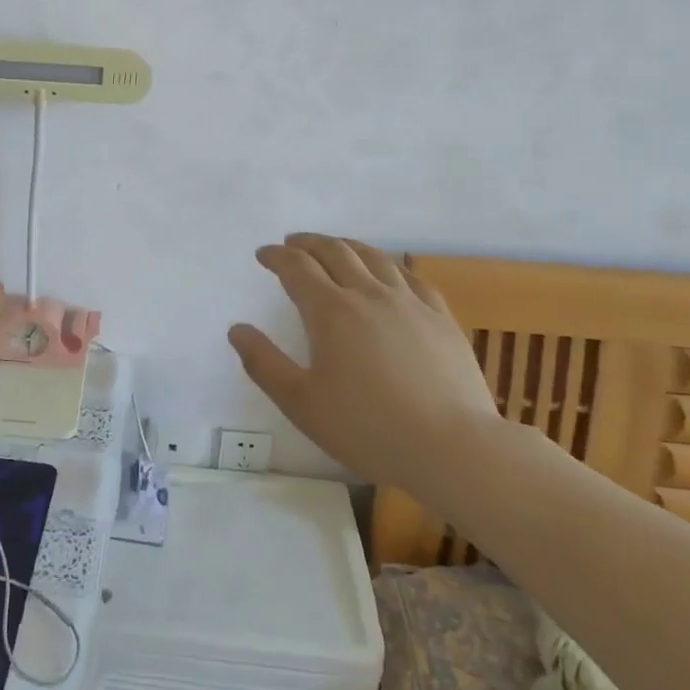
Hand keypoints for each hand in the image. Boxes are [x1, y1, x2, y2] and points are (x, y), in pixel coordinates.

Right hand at [229, 235, 497, 486]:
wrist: (452, 447)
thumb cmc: (368, 428)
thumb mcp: (301, 403)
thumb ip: (264, 363)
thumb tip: (237, 329)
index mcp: (330, 311)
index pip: (296, 267)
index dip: (276, 256)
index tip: (263, 254)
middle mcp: (368, 294)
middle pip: (335, 252)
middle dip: (308, 243)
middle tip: (293, 242)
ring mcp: (409, 302)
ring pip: (374, 257)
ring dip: (347, 246)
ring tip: (335, 247)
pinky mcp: (440, 317)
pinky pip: (410, 276)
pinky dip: (389, 265)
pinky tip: (388, 271)